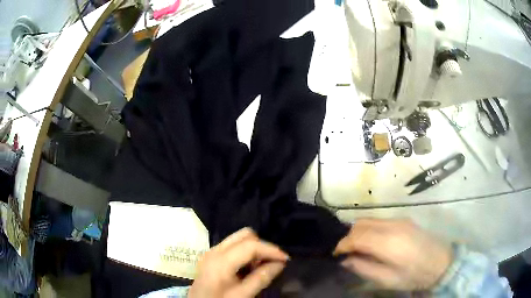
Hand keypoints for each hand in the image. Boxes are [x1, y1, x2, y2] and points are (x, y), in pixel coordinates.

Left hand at [188, 228, 288, 297]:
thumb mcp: (242, 295)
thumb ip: (261, 278)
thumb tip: (280, 263)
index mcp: (221, 260)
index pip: (251, 245)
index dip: (271, 250)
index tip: (286, 259)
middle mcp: (215, 250)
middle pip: (245, 235)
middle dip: (262, 246)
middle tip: (272, 262)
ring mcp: (212, 251)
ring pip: (239, 238)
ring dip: (254, 249)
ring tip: (260, 267)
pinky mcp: (212, 256)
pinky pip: (233, 246)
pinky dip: (245, 252)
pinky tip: (248, 268)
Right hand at [334, 218, 451, 290]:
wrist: (442, 262)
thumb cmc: (415, 275)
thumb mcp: (387, 279)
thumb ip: (364, 268)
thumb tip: (346, 260)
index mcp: (389, 242)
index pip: (357, 236)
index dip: (343, 244)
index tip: (336, 254)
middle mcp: (393, 225)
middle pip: (361, 223)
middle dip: (349, 236)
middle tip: (347, 253)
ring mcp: (400, 220)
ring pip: (370, 219)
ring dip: (359, 231)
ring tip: (359, 248)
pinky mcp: (405, 219)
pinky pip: (380, 220)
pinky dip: (370, 229)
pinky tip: (373, 242)